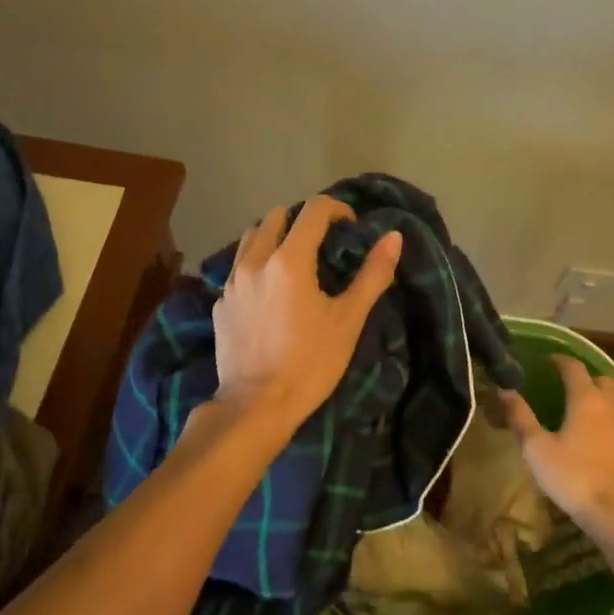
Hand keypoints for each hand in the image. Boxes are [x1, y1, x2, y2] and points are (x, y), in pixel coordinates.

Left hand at [213, 196, 401, 431]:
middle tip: (322, 242)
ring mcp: (232, 282)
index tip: (350, 226)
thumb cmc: (310, 363)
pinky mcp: (220, 304)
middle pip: (275, 216)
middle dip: (302, 220)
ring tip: (292, 261)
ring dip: (273, 237)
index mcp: (289, 260)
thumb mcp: (348, 320)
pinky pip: (237, 268)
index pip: (313, 210)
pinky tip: (269, 292)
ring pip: (250, 238)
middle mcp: (255, 261)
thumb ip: (372, 274)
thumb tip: (393, 237)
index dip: (336, 208)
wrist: (256, 405)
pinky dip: (256, 265)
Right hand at [502, 356, 613, 550]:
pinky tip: (589, 434)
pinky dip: (602, 417)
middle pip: (600, 379)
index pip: (574, 368)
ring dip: (595, 397)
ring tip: (574, 407)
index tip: (546, 360)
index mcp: (585, 400)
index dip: (560, 360)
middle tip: (563, 383)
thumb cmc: (572, 475)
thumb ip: (521, 417)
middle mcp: (608, 407)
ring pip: (611, 400)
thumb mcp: (536, 447)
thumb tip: (505, 390)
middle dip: (583, 376)